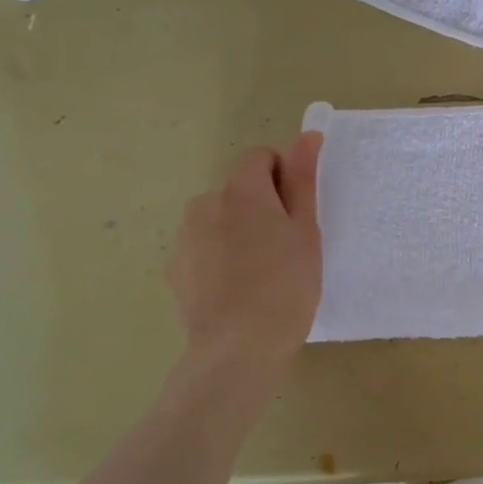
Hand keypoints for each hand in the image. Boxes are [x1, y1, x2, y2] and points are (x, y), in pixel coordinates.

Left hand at [168, 132, 322, 367]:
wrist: (239, 349)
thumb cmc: (286, 286)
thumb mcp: (306, 231)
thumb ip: (303, 180)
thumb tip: (307, 135)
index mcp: (241, 190)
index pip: (261, 157)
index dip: (284, 178)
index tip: (298, 213)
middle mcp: (205, 203)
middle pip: (240, 188)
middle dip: (261, 206)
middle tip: (286, 247)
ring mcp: (185, 236)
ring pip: (221, 218)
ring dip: (239, 230)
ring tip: (261, 273)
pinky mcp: (175, 266)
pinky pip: (204, 245)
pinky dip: (220, 255)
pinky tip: (237, 289)